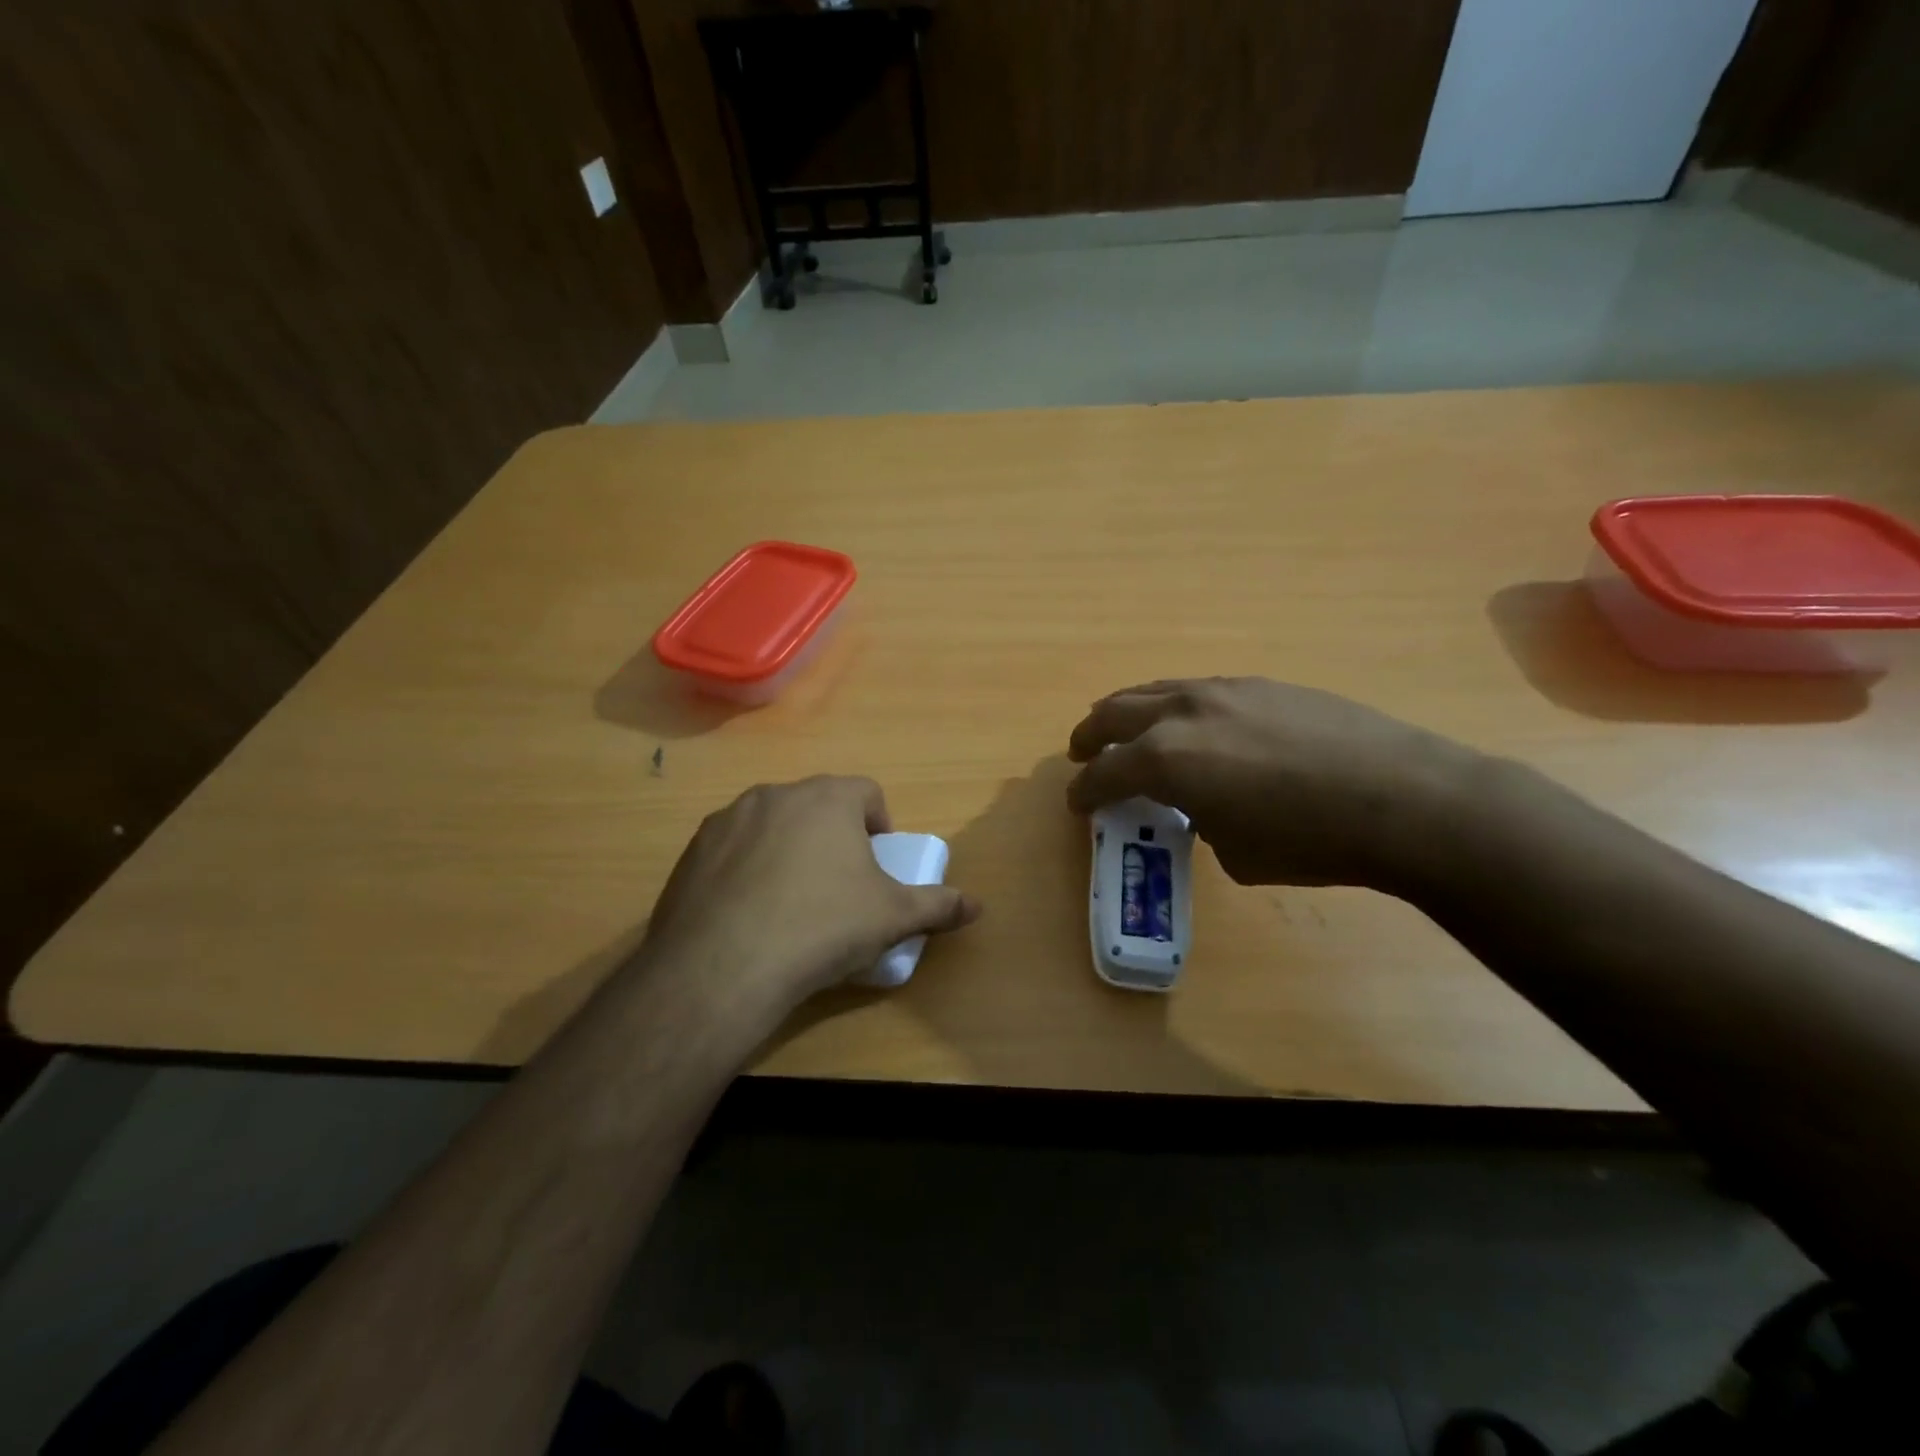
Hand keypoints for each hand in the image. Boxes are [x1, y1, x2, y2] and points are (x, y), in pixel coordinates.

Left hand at [640, 776, 978, 1018]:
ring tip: (791, 902)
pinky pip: (732, 849)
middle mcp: (776, 794)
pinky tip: (749, 914)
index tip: (876, 864)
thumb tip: (978, 905)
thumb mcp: (892, 918)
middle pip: (817, 806)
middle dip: (833, 836)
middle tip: (839, 885)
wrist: (723, 967)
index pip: (866, 791)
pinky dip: (746, 869)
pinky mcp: (692, 851)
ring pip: (772, 824)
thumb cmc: (823, 927)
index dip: (879, 824)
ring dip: (788, 849)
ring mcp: (727, 819)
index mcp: (828, 798)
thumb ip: (939, 905)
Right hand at [1065, 678, 1478, 891]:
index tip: (1077, 802)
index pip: (1104, 772)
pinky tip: (1195, 725)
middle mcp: (1183, 713)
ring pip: (1155, 690)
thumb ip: (1201, 820)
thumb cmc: (1309, 840)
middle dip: (1091, 735)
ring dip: (1130, 711)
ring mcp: (1224, 690)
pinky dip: (1177, 706)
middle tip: (1082, 752)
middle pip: (1114, 712)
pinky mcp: (1261, 684)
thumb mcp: (1235, 852)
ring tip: (1127, 728)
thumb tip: (1205, 805)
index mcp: (1165, 759)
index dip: (1084, 790)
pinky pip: (1198, 690)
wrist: (1402, 799)